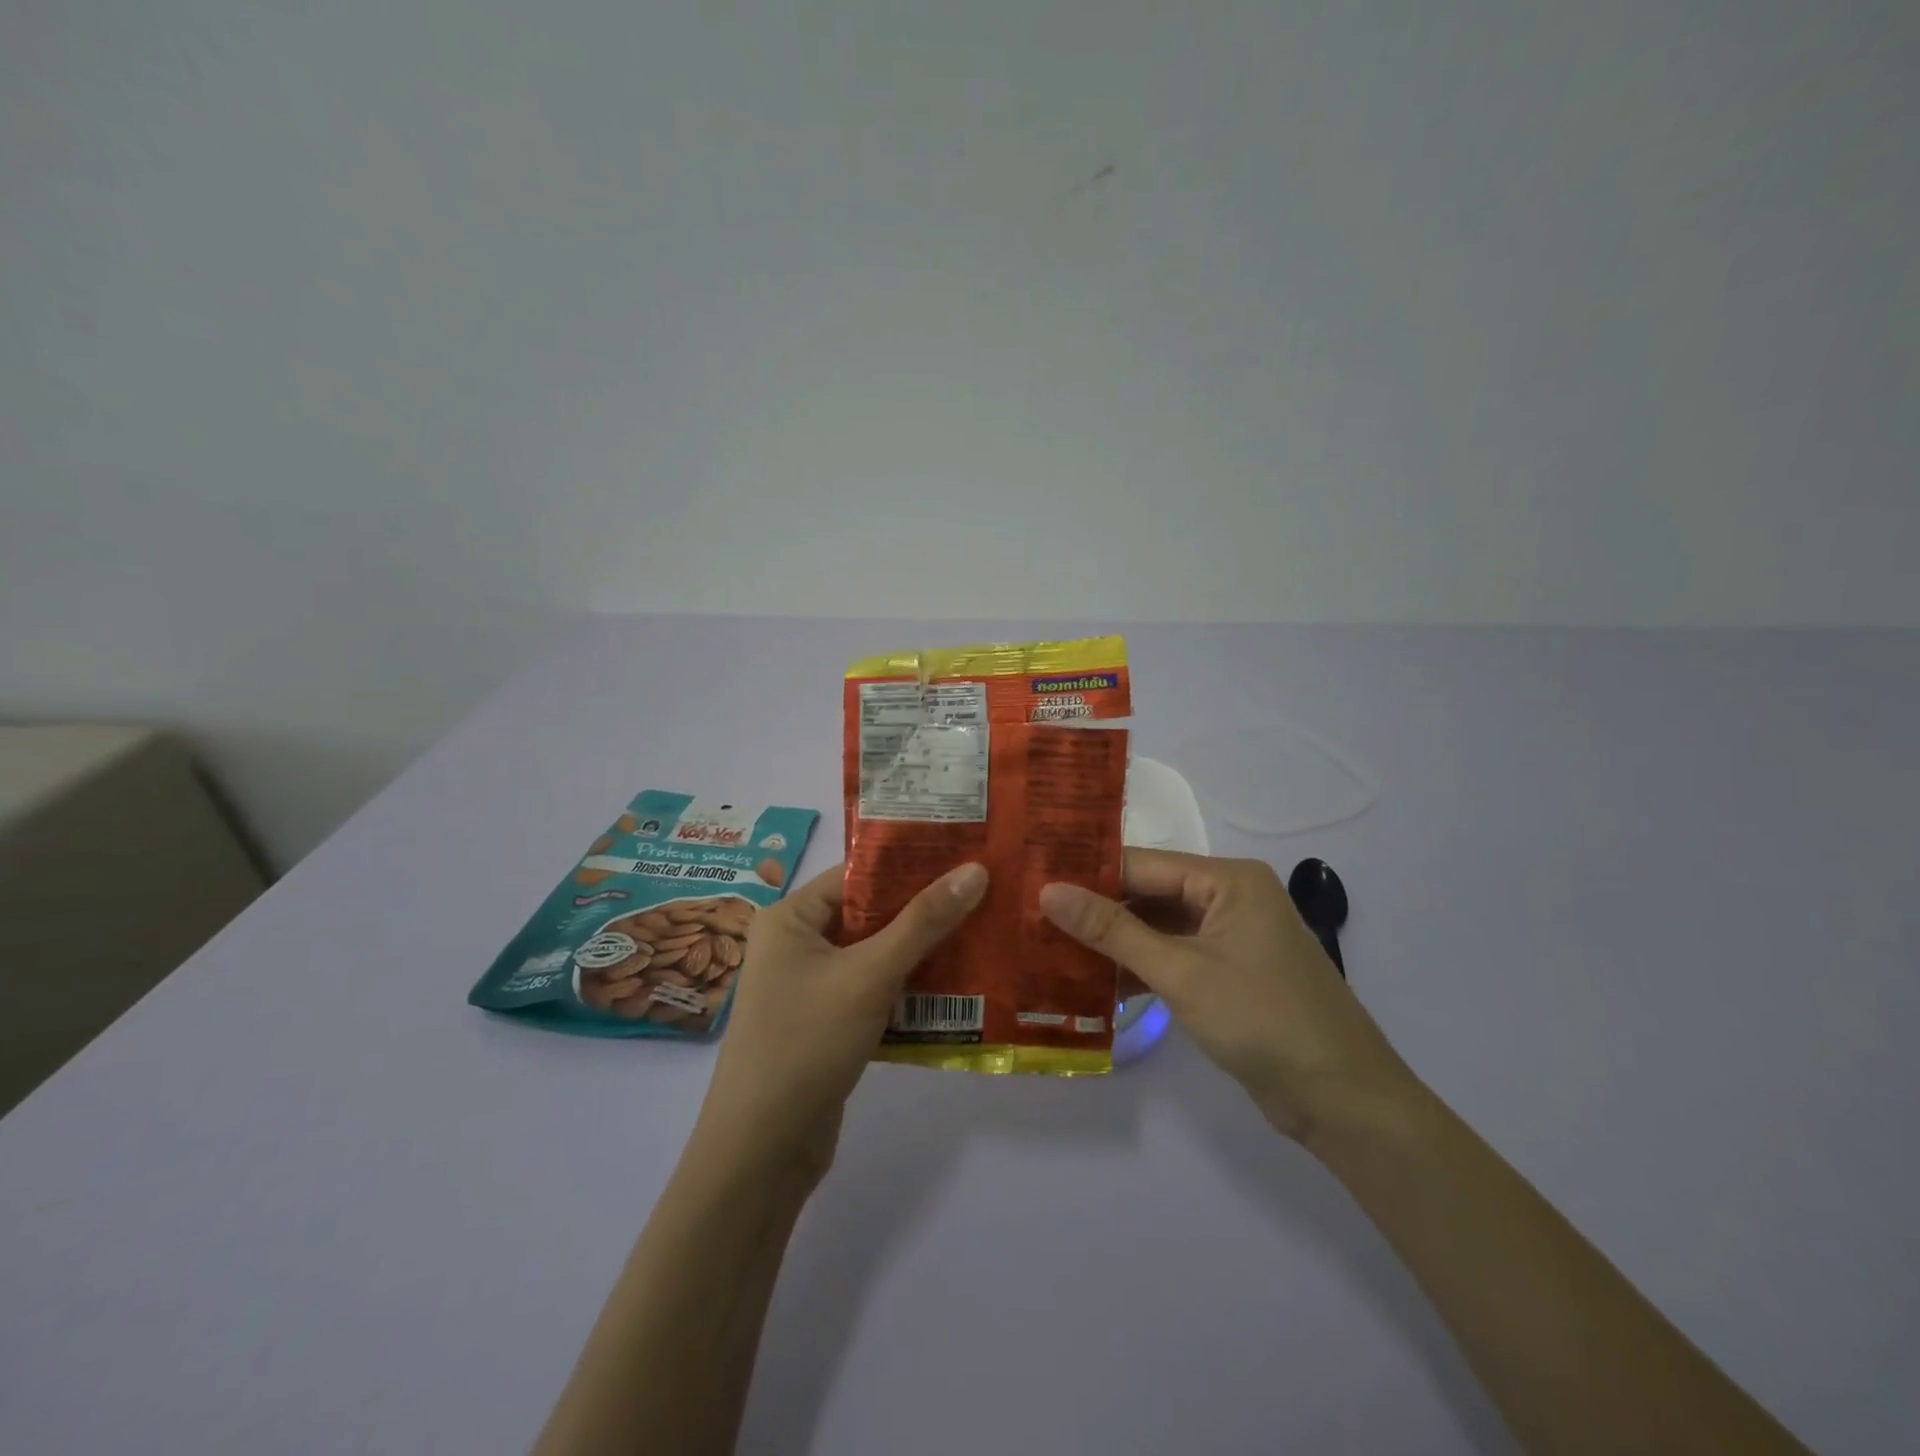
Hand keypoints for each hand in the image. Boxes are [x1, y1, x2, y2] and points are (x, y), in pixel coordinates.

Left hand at [694, 861, 988, 1182]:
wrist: (762, 1152)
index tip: (964, 855)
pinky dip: (909, 987)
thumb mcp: (870, 975)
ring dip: (922, 950)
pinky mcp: (828, 1023)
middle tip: (984, 891)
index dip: (910, 864)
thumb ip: (923, 922)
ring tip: (983, 930)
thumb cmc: (807, 1043)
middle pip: (870, 914)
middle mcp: (797, 944)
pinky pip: (875, 990)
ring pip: (877, 954)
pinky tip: (958, 984)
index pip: (857, 875)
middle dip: (924, 909)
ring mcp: (812, 986)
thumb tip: (976, 869)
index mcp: (791, 917)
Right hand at [1040, 850, 1415, 1141]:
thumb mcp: (1181, 971)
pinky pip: (1172, 958)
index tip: (1034, 883)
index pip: (1143, 865)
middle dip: (1097, 912)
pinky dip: (1139, 969)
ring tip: (1050, 949)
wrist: (1342, 1101)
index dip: (1089, 875)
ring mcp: (1230, 938)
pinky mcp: (1228, 974)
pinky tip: (1093, 984)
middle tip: (1033, 918)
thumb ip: (1112, 930)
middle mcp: (1229, 898)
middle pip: (1149, 895)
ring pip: (1158, 929)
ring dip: (1114, 945)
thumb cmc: (1262, 1019)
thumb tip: (1048, 891)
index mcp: (1228, 879)